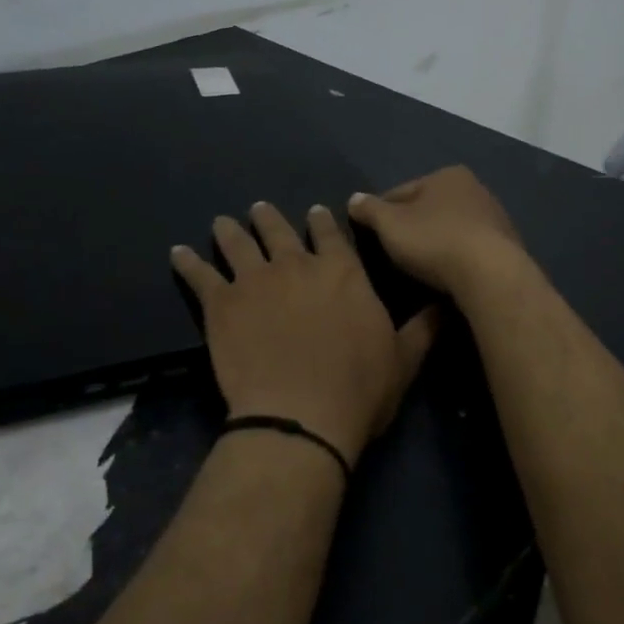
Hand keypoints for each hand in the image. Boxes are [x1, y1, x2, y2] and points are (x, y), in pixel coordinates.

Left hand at [172, 202, 438, 467]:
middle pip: (280, 230)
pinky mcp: (221, 303)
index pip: (332, 234)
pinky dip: (187, 262)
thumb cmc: (358, 389)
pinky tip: (178, 253)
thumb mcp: (404, 360)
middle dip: (270, 218)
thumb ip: (423, 328)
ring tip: (223, 222)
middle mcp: (298, 264)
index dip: (323, 221)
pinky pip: (199, 275)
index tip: (315, 211)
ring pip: (239, 243)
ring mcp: (256, 280)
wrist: (300, 415)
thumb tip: (446, 303)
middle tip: (260, 209)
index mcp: (343, 272)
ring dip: (230, 231)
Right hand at [347, 167, 527, 297]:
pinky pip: (471, 248)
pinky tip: (448, 274)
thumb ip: (370, 210)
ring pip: (452, 228)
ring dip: (437, 242)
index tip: (370, 233)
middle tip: (394, 252)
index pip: (402, 191)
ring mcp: (496, 217)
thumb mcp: (390, 225)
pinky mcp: (508, 245)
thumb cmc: (435, 241)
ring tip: (420, 267)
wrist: (491, 274)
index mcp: (447, 175)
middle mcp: (476, 188)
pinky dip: (457, 257)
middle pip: (430, 208)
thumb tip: (354, 199)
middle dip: (413, 226)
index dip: (381, 212)